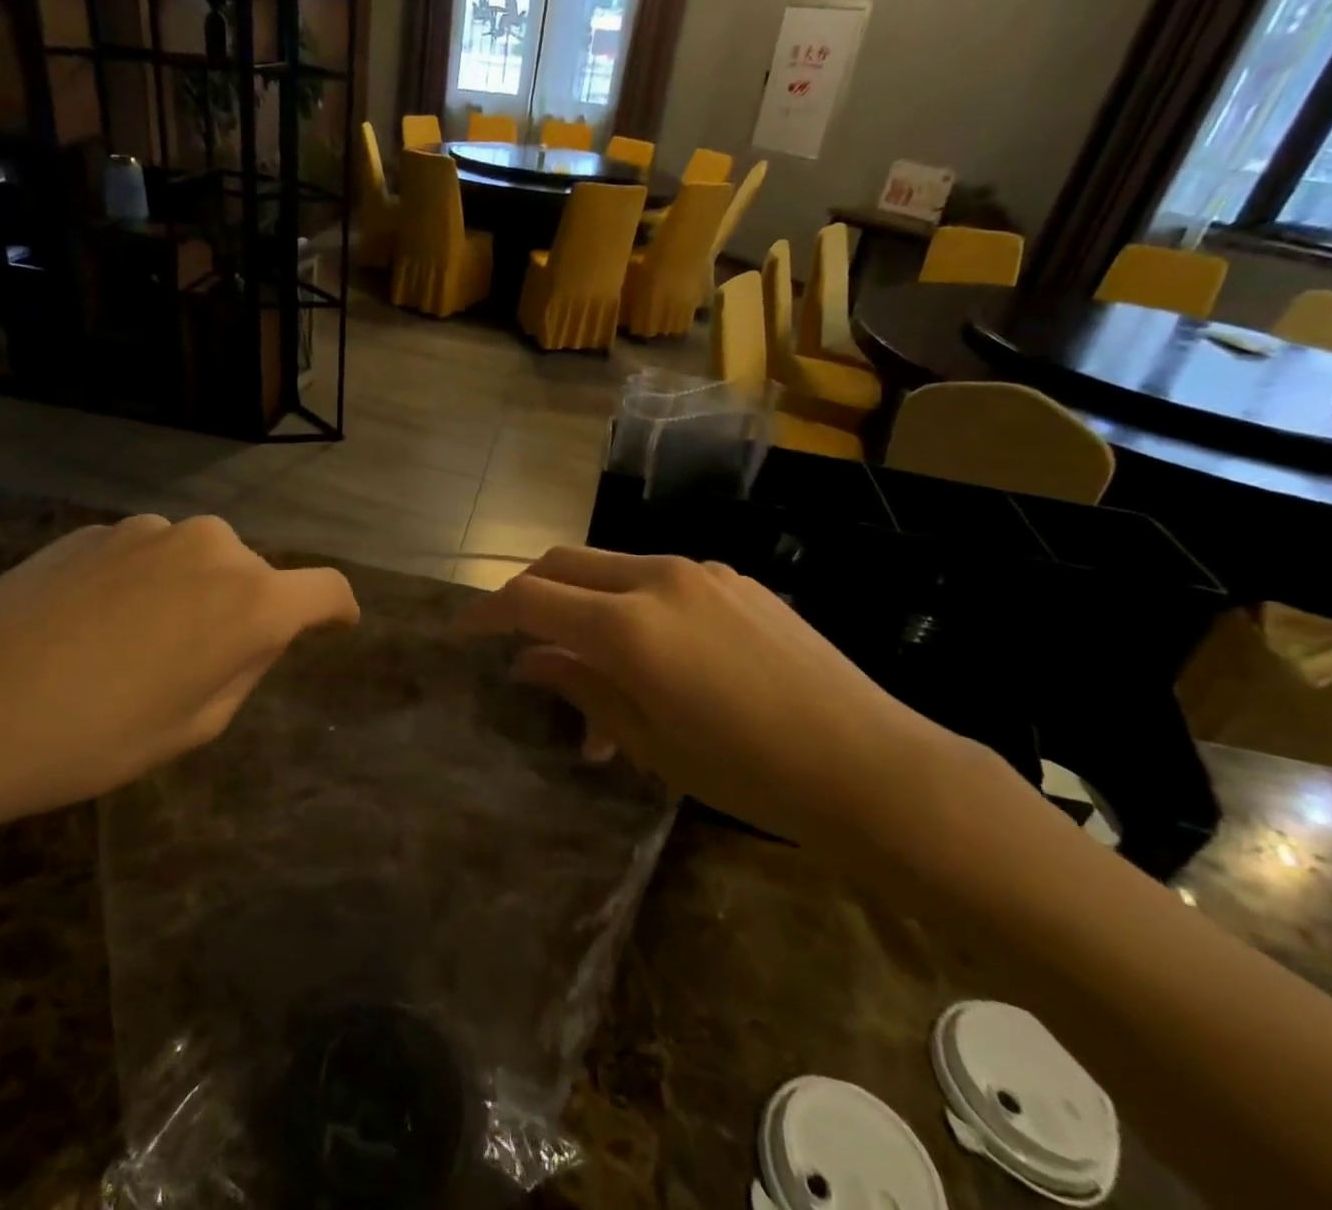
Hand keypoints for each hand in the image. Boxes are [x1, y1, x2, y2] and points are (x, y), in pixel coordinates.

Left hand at [0, 515, 358, 865]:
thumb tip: (254, 633)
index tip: (337, 625)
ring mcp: (152, 529)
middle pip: (256, 576)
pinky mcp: (99, 528)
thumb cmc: (93, 738)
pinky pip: (148, 556)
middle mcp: (214, 547)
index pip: (326, 589)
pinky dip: (144, 583)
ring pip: (200, 562)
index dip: (338, 610)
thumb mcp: (193, 726)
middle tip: (200, 665)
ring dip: (192, 595)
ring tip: (136, 647)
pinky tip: (91, 626)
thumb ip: (243, 667)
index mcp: (251, 601)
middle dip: (246, 613)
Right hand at [454, 546, 973, 851]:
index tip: (460, 631)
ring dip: (582, 600)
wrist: (872, 766)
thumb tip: (529, 660)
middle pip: (564, 561)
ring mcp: (701, 572)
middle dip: (527, 590)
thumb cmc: (748, 771)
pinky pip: (659, 579)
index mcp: (629, 625)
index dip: (486, 613)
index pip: (531, 599)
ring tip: (590, 666)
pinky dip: (629, 603)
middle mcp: (659, 578)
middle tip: (512, 634)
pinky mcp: (735, 579)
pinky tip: (650, 655)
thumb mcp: (649, 740)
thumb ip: (580, 685)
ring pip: (611, 566)